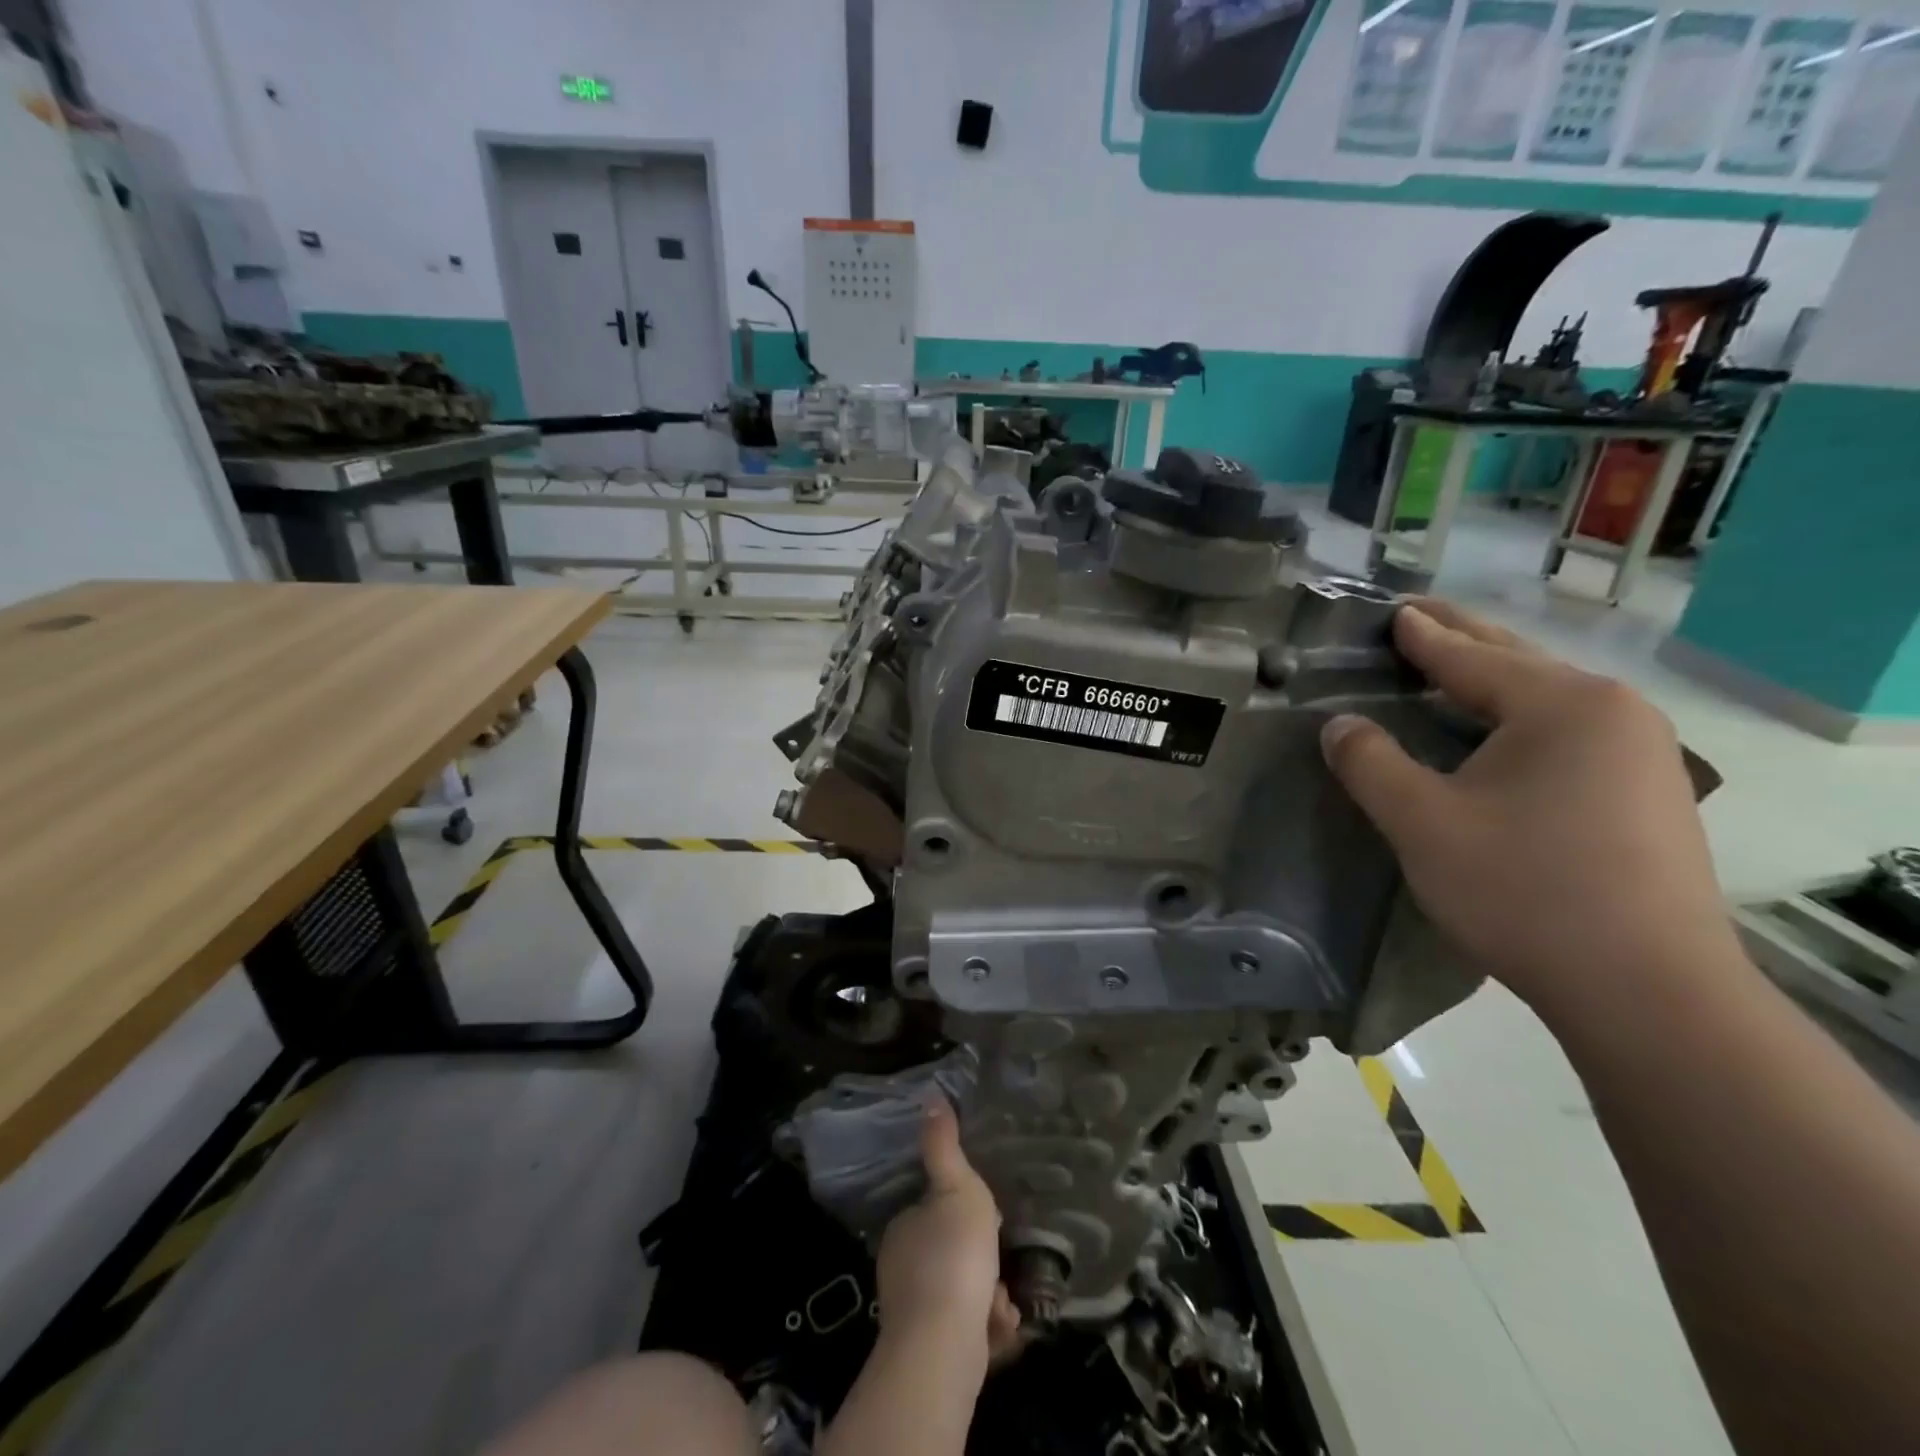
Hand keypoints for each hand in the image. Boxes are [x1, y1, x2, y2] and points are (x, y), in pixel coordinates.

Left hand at [874, 1098, 1020, 1359]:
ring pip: (961, 1294)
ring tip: (1003, 1300)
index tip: (987, 1219)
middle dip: (980, 1259)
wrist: (943, 1346)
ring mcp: (912, 1313)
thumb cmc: (953, 1255)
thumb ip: (943, 1146)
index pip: (932, 1212)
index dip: (962, 1214)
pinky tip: (1000, 1327)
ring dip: (988, 1295)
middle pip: (950, 1254)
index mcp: (903, 1228)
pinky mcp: (930, 1353)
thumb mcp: (957, 1187)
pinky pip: (966, 1331)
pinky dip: (986, 1329)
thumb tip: (929, 1097)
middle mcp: (901, 1269)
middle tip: (1000, 1260)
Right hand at [1319, 600, 1734, 1014]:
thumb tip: (1339, 725)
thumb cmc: (1524, 891)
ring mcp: (1643, 753)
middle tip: (1419, 616)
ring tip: (1454, 667)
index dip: (1423, 636)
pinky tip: (1503, 732)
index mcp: (1561, 705)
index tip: (1393, 612)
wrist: (1649, 990)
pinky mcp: (1650, 794)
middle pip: (1518, 663)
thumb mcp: (1422, 823)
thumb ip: (1371, 763)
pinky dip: (1522, 716)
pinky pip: (1570, 731)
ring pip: (1548, 698)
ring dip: (1495, 679)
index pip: (1472, 657)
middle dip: (1463, 639)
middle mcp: (1613, 712)